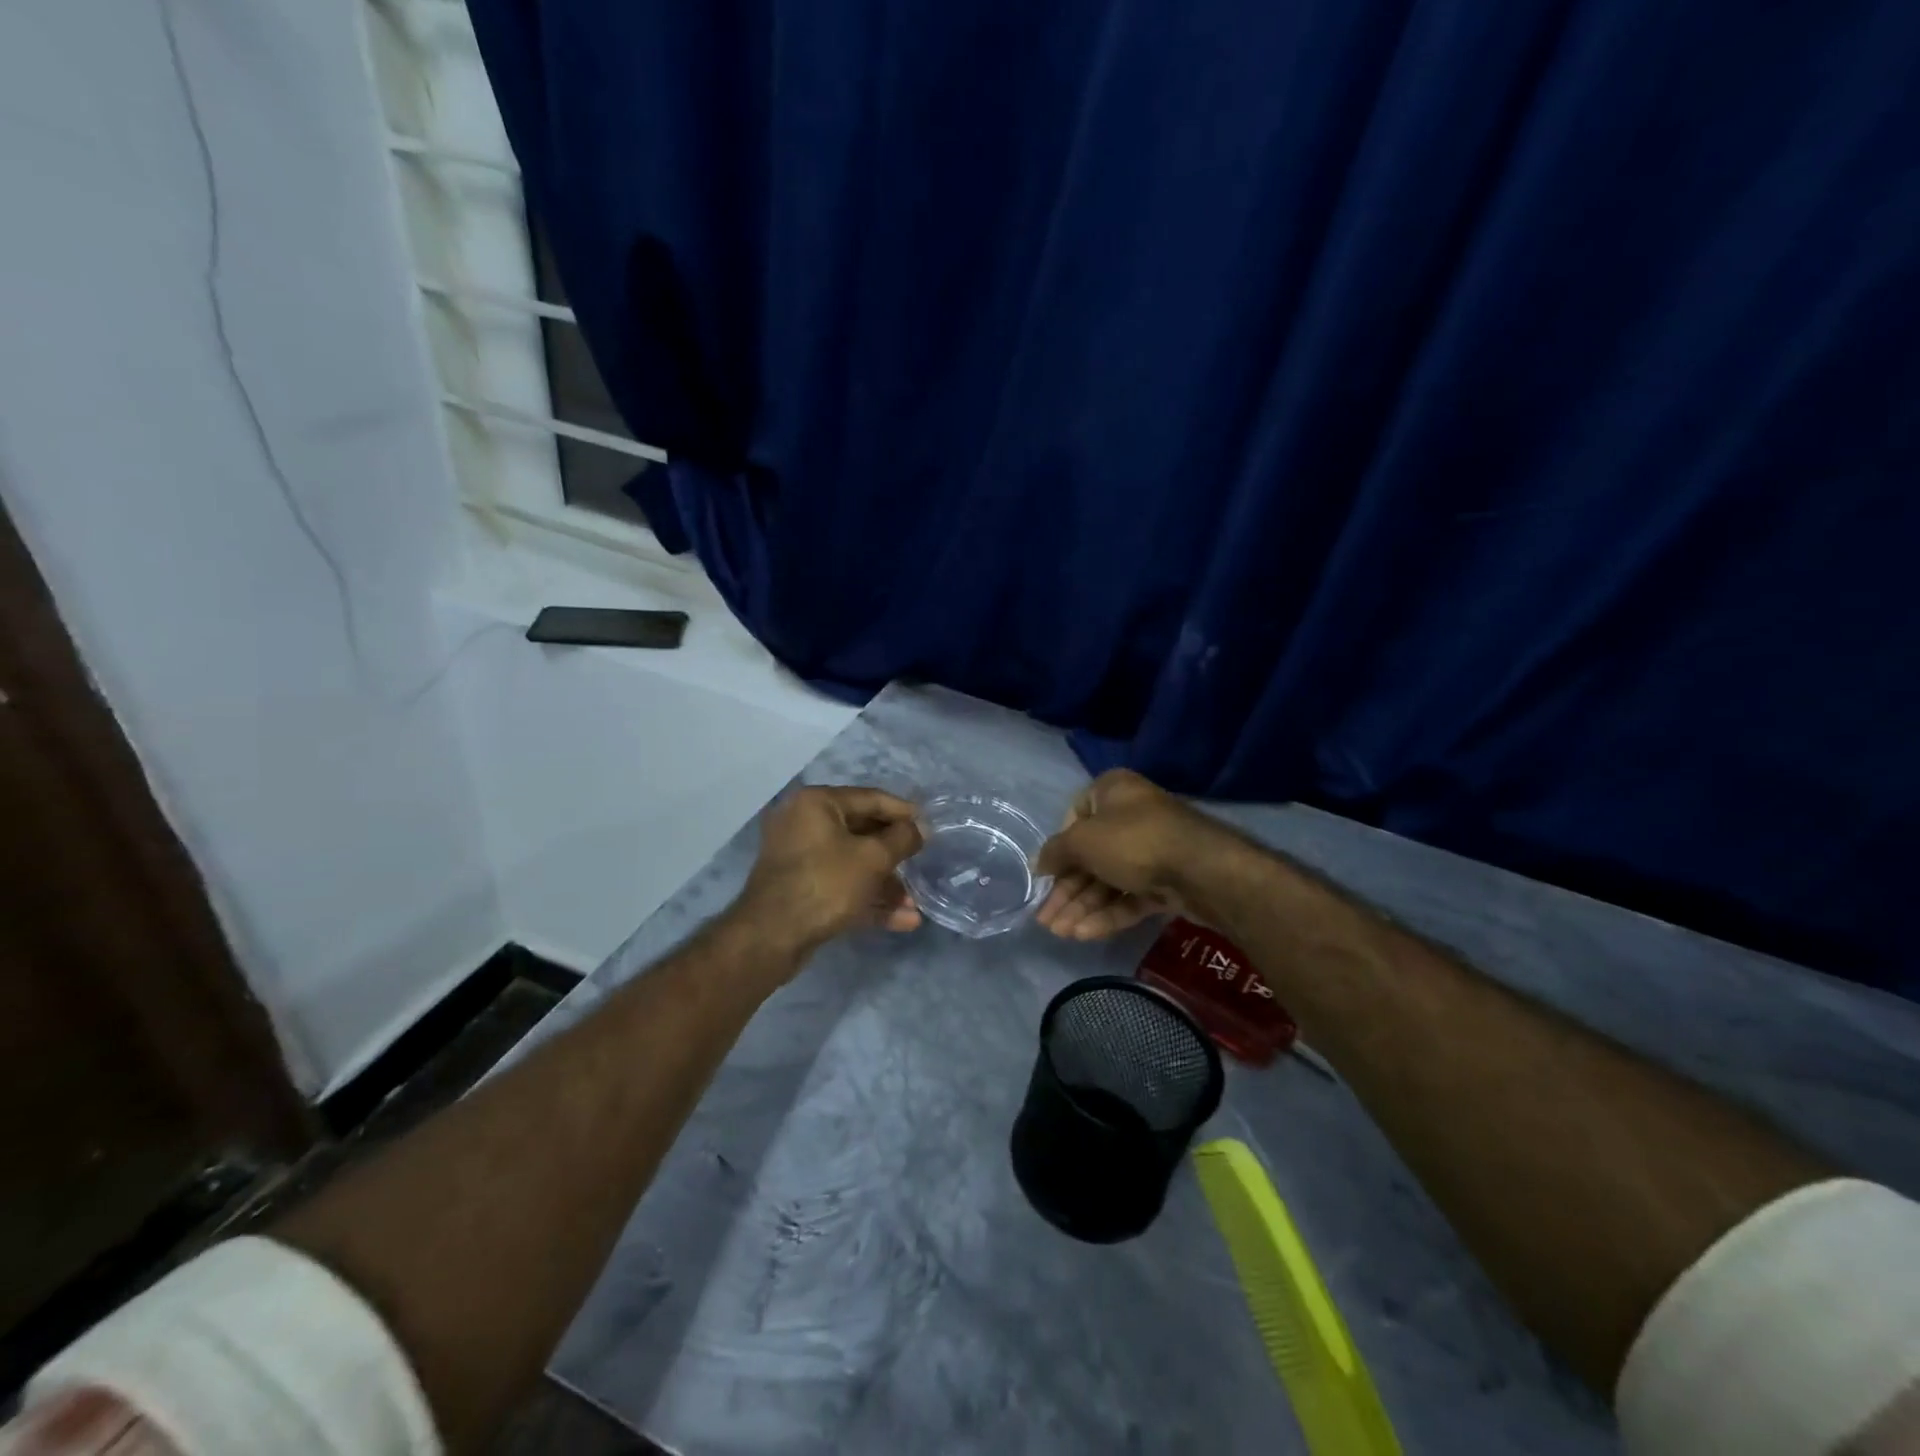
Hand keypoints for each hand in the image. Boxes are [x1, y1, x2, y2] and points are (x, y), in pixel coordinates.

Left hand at [736, 786, 924, 953]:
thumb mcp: (872, 858)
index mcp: (817, 803)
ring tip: (916, 904)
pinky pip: (841, 886)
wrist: (771, 937)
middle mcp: (804, 823)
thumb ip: (902, 839)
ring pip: (853, 865)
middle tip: (923, 864)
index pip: (871, 798)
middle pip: (862, 832)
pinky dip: (868, 900)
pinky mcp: (802, 890)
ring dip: (886, 884)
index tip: (931, 827)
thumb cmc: (826, 883)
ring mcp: (800, 858)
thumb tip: (920, 828)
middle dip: (895, 855)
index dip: (904, 813)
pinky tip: (903, 920)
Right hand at [1034, 769, 1224, 939]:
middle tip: (1046, 918)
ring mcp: (1152, 851)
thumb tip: (1039, 863)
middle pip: (1091, 856)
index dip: (1059, 847)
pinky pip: (1130, 897)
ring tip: (1060, 933)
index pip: (1075, 816)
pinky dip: (1108, 914)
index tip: (1046, 874)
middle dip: (1067, 890)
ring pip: (1109, 881)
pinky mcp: (1167, 882)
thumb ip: (1056, 852)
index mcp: (1113, 792)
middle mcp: (1132, 816)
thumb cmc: (1133, 841)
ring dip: (1082, 907)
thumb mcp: (1082, 841)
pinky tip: (1084, 934)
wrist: (1202, 870)